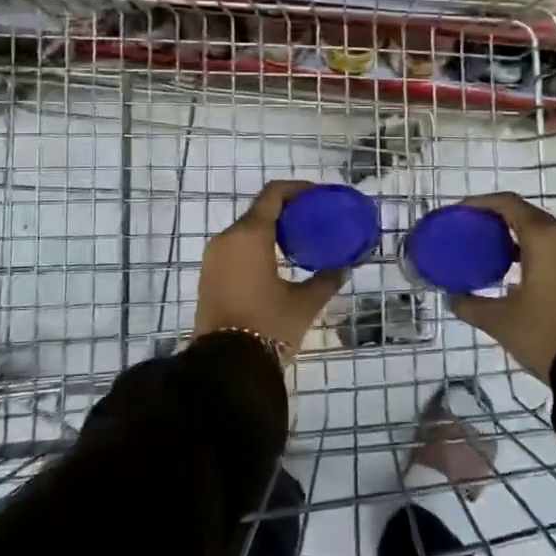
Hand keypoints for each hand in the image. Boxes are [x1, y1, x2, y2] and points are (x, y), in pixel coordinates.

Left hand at [193, 180, 345, 360]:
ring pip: (246, 230)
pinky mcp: (209, 275)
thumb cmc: (268, 325)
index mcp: (249, 235)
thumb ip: (327, 279)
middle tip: (314, 220)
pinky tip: (278, 261)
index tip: (319, 196)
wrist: (226, 365)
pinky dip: (257, 246)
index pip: (274, 194)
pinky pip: (236, 248)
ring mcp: (214, 257)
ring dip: (271, 229)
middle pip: (259, 210)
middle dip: (287, 211)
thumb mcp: (304, 302)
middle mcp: (227, 238)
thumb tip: (345, 267)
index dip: (298, 189)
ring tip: (300, 241)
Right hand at [449, 192, 555, 379]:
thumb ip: (471, 304)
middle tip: (472, 233)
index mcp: (545, 238)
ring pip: (546, 234)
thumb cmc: (546, 334)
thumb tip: (452, 298)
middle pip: (528, 215)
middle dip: (498, 220)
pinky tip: (519, 275)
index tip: (459, 213)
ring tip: (491, 254)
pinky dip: (537, 253)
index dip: (480, 203)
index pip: (508, 204)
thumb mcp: (500, 321)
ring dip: (519, 238)